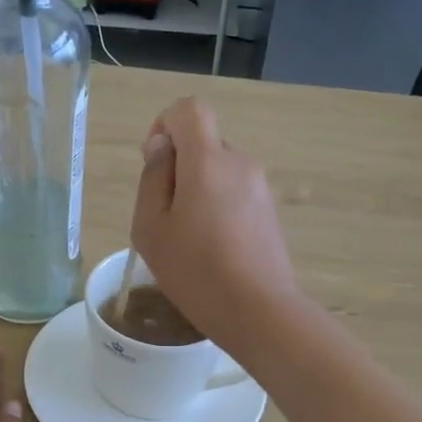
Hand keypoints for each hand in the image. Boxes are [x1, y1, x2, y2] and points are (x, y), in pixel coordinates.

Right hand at [129, 98, 300, 351]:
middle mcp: (240, 163)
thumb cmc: (195, 271)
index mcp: (208, 161)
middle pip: (204, 143)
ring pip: (219, 172)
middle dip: (180, 168)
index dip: (166, 126)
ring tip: (189, 241)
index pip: (189, 110)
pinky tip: (213, 251)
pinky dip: (218, 209)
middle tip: (166, 218)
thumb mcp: (151, 227)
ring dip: (199, 192)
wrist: (258, 311)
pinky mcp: (270, 212)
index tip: (155, 164)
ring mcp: (260, 188)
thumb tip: (162, 147)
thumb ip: (152, 178)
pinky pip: (235, 194)